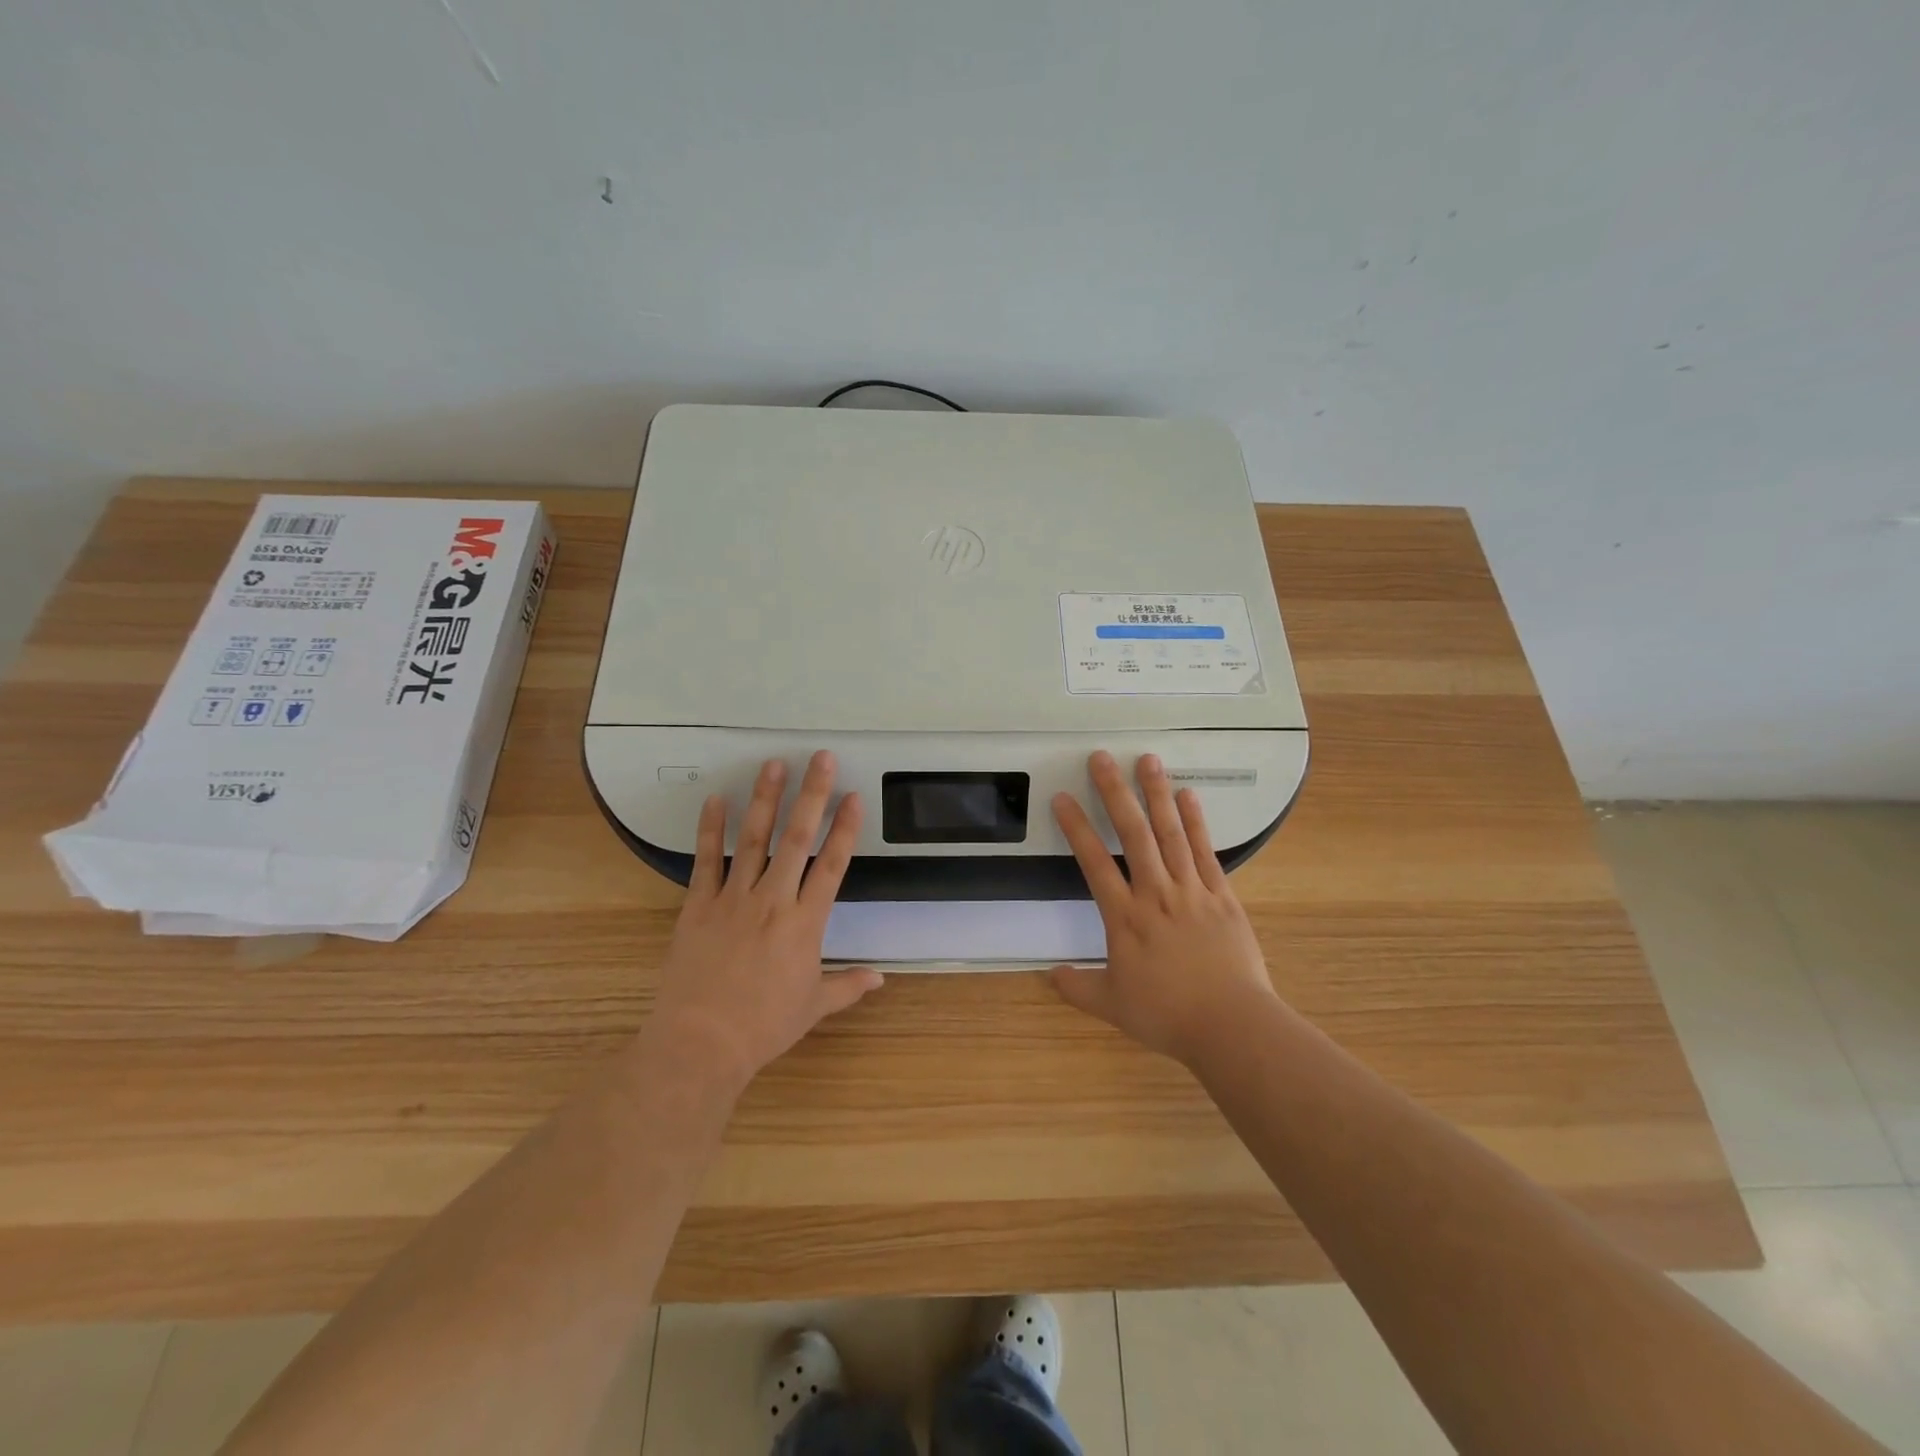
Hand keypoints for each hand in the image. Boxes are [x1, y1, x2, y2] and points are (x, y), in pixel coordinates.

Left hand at [645, 752, 881, 1092]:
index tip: (854, 797)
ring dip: (765, 799)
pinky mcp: (698, 906)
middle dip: (811, 795)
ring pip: (753, 839)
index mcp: (805, 923)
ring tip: (774, 765)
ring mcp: (733, 899)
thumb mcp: (813, 1007)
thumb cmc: (763, 1026)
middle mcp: (773, 900)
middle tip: (819, 758)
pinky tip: (716, 800)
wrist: (701, 1043)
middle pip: (797, 838)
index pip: (832, 865)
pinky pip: (706, 861)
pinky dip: (710, 829)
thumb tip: (881, 977)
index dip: (845, 829)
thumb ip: (848, 985)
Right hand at [1050, 750, 1278, 1065]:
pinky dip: (1197, 822)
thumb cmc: (1168, 1015)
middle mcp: (1156, 894)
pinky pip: (1206, 852)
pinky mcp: (1222, 896)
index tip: (1062, 798)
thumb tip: (1050, 975)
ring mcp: (1192, 891)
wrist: (1231, 1025)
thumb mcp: (1113, 1006)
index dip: (1076, 828)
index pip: (1094, 863)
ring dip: (1157, 794)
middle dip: (1115, 792)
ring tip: (1148, 760)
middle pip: (1133, 834)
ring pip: (1171, 834)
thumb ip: (1078, 987)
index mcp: (1125, 918)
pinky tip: (1188, 796)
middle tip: (1102, 758)